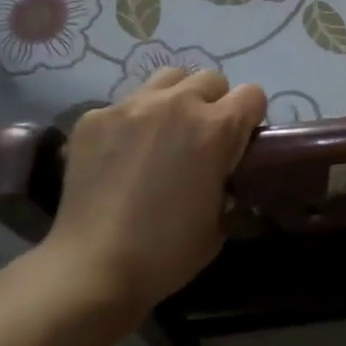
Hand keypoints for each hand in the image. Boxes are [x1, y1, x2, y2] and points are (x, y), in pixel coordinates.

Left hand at [43, 68, 265, 321]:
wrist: (93, 267)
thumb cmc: (166, 252)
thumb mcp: (219, 222)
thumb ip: (226, 182)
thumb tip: (220, 173)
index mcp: (215, 128)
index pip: (252, 95)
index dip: (251, 118)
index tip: (240, 142)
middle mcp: (177, 103)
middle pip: (211, 79)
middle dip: (214, 104)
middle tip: (201, 140)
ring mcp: (131, 105)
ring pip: (168, 79)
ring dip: (175, 99)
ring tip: (163, 134)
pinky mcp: (95, 116)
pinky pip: (124, 104)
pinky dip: (131, 123)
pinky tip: (120, 156)